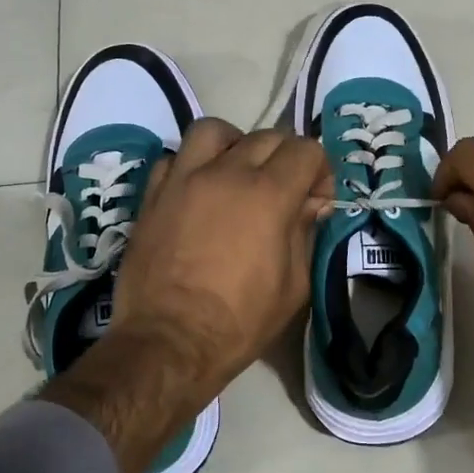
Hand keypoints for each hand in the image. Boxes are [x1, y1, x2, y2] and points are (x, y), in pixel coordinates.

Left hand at [44, 118, 330, 472]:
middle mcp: (227, 173)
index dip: (320, 171)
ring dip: (235, 145)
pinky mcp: (153, 195)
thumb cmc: (240, 321)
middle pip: (267, 136)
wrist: (169, 341)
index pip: (306, 150)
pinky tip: (199, 191)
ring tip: (237, 173)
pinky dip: (193, 165)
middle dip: (286, 158)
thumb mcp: (294, 285)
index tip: (317, 200)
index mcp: (269, 195)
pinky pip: (176, 158)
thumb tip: (312, 203)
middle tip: (285, 191)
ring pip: (214, 131)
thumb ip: (305, 233)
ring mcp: (184, 179)